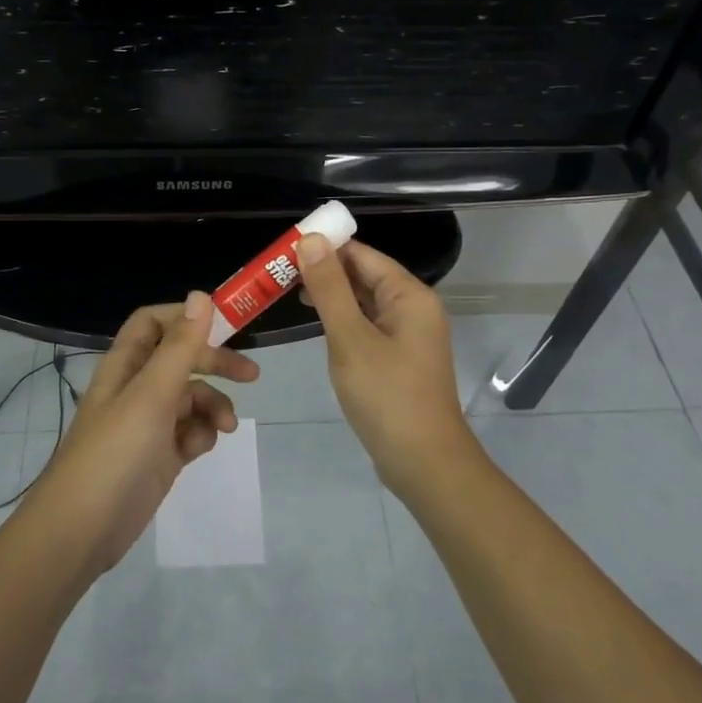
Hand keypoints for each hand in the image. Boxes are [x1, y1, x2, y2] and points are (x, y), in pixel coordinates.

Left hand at [33, 292, 259, 573]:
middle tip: (251, 374)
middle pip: (181, 359)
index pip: (154, 323)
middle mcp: (136, 388)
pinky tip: (199, 450)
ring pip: (191, 398)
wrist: (80, 531)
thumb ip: (179, 347)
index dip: (186, 318)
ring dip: (213, 406)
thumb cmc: (114, 453)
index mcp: (125, 365)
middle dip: (215, 363)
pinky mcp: (159, 456)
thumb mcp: (151, 395)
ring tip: (226, 427)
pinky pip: (189, 432)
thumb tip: (201, 296)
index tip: (225, 324)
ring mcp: (148, 424)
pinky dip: (201, 435)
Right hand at [295, 236, 478, 496]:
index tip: (284, 249)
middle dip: (324, 271)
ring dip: (332, 296)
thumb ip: (330, 288)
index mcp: (409, 295)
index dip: (325, 247)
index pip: (362, 254)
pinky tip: (318, 325)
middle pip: (365, 275)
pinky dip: (344, 320)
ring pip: (365, 302)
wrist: (424, 462)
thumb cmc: (386, 396)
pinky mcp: (400, 358)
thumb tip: (312, 239)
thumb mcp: (350, 338)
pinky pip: (369, 325)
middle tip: (278, 273)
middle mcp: (414, 308)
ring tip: (288, 293)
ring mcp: (409, 335)